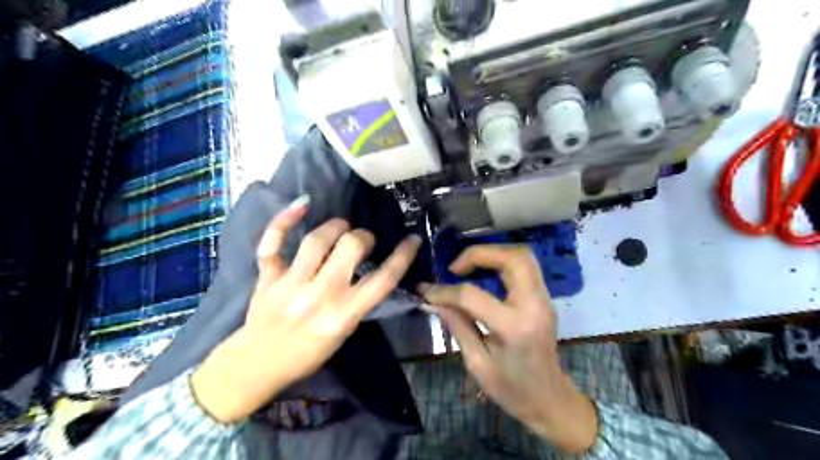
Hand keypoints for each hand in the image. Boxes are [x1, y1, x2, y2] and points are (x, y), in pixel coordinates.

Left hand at [189, 196, 417, 421]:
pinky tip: (302, 204)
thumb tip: (371, 270)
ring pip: (317, 240)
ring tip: (341, 227)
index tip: (412, 239)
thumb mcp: (343, 335)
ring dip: (336, 226)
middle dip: (363, 237)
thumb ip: (357, 303)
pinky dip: (285, 220)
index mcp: (343, 315)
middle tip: (363, 240)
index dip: (403, 256)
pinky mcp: (267, 277)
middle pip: (351, 247)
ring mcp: (290, 284)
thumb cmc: (306, 355)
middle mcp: (319, 295)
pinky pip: (272, 243)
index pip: (382, 279)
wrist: (255, 368)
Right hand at [418, 247, 597, 453]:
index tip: (427, 291)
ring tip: (468, 266)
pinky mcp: (544, 297)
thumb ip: (457, 325)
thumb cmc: (512, 389)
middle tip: (455, 267)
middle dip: (479, 253)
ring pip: (522, 256)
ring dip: (492, 253)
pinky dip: (502, 261)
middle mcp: (534, 305)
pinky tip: (484, 273)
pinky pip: (525, 266)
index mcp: (514, 327)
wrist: (550, 399)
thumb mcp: (477, 363)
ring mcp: (544, 299)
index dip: (445, 291)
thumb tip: (434, 299)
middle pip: (512, 258)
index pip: (473, 295)